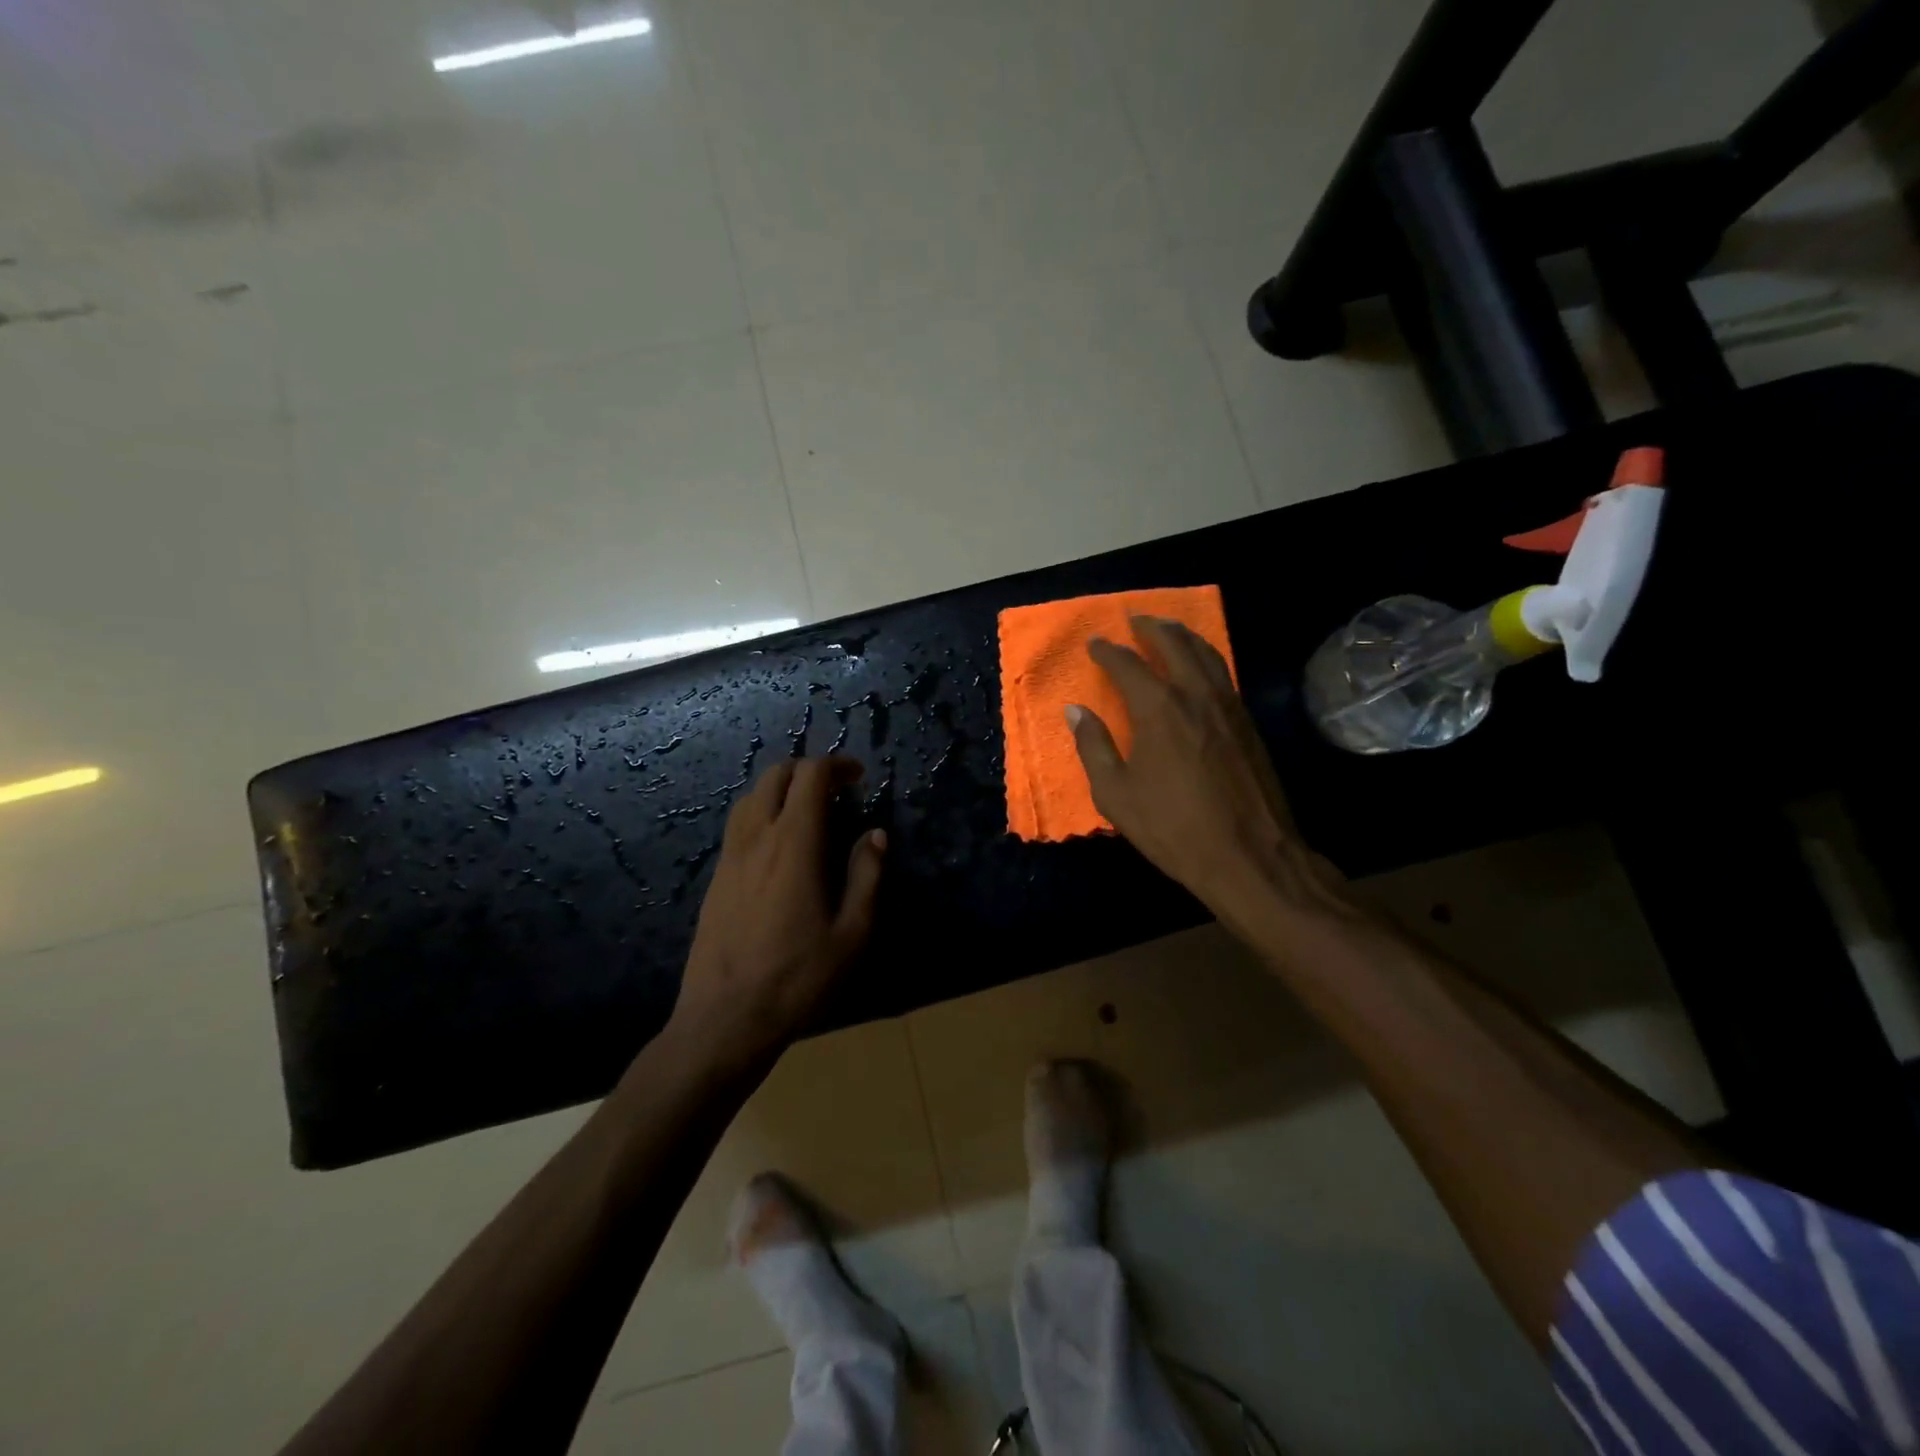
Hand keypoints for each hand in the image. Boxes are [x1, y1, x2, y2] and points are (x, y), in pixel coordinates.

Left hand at [668, 757, 886, 1065]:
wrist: (725, 1019)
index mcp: (794, 844)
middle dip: (808, 770)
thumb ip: (867, 877)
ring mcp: (730, 857)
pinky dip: (762, 813)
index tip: (858, 776)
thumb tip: (875, 835)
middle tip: (837, 790)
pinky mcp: (716, 878)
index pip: (810, 777)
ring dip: (781, 789)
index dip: (836, 766)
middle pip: (776, 776)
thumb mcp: (852, 933)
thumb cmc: (798, 978)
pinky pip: (738, 825)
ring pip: (750, 797)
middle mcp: (757, 838)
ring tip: (808, 812)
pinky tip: (779, 845)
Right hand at [1068, 616, 1353, 931]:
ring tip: (1168, 630)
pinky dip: (1206, 659)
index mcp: (1158, 708)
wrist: (1250, 855)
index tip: (1095, 643)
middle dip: (1152, 628)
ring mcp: (1229, 706)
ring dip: (1183, 636)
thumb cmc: (1173, 827)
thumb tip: (1075, 711)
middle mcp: (1196, 695)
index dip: (1108, 652)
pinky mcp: (1249, 723)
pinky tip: (1200, 669)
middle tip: (1136, 620)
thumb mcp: (1116, 794)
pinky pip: (1224, 674)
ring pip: (1207, 654)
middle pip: (1174, 644)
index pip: (1128, 665)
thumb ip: (1093, 747)